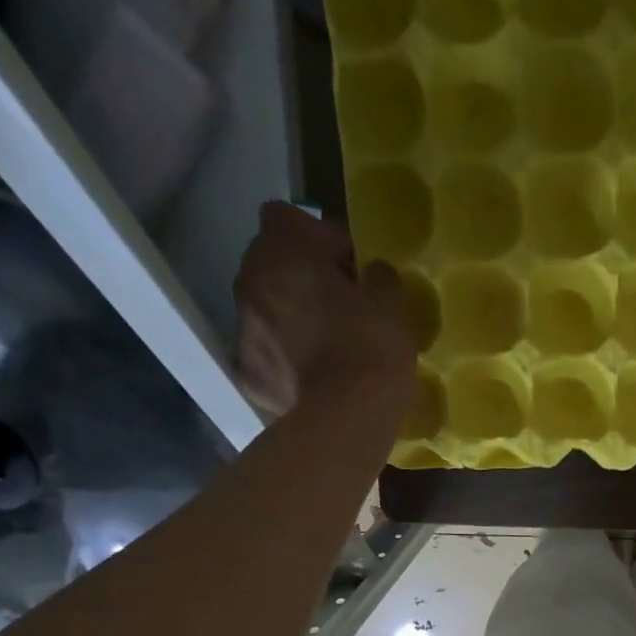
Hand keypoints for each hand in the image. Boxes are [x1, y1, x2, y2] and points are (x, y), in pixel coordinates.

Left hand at [233, 202, 415, 420]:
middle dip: (301, 277)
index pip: (286, 217)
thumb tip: (371, 274)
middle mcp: (250, 284)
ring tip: (326, 345)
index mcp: (282, 254)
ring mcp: (244, 332)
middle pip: (271, 264)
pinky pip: (266, 356)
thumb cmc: (371, 348)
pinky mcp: (248, 376)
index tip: (349, 266)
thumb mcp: (392, 302)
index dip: (319, 237)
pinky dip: (284, 361)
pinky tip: (311, 378)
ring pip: (265, 310)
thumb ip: (378, 276)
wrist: (348, 417)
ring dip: (290, 317)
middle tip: (340, 306)